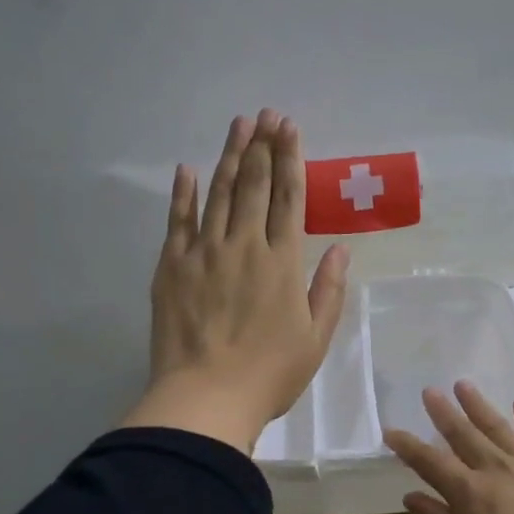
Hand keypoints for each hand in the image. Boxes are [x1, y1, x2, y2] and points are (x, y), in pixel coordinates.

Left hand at [121, 110, 350, 453]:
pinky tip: (187, 169)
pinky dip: (183, 193)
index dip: (290, 159)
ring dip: (229, 157)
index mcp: (282, 262)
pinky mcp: (172, 266)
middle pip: (253, 185)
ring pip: (218, 193)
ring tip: (237, 125)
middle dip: (261, 146)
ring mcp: (204, 253)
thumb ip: (329, 290)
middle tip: (265, 114)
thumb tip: (341, 249)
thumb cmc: (270, 374)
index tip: (289, 128)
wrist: (207, 398)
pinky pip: (178, 221)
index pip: (288, 198)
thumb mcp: (315, 338)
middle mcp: (245, 246)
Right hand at [384, 382, 513, 513]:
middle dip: (443, 412)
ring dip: (479, 405)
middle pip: (463, 434)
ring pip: (499, 428)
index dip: (407, 446)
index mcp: (468, 493)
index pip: (429, 462)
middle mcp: (496, 470)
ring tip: (463, 385)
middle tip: (429, 391)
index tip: (390, 431)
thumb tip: (412, 496)